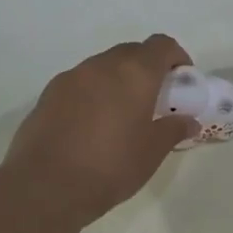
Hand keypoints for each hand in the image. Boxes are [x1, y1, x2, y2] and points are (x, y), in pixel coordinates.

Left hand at [1, 35, 195, 223]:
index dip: (176, 57)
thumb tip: (188, 121)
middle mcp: (101, 66)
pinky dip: (93, 93)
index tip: (181, 80)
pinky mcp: (48, 94)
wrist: (44, 186)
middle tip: (154, 100)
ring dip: (117, 80)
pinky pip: (80, 83)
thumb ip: (173, 130)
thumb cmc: (109, 167)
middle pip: (131, 52)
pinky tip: (91, 125)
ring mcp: (71, 77)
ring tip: (121, 115)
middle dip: (147, 68)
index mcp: (134, 74)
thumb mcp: (151, 153)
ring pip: (102, 67)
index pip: (161, 45)